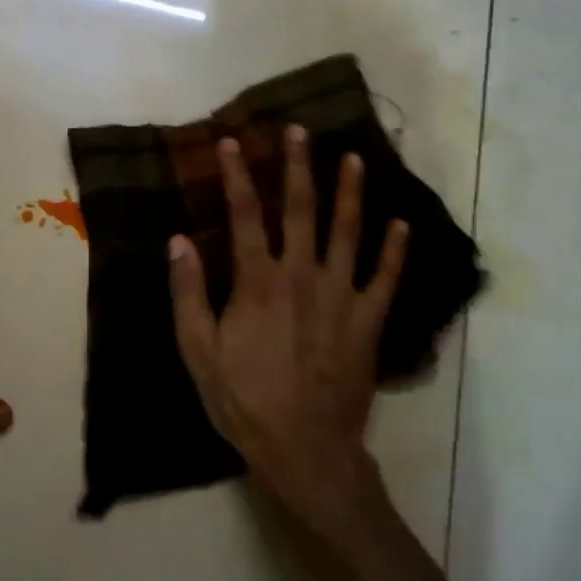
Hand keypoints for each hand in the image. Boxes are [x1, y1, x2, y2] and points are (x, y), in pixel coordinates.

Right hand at [167, 127, 407, 508]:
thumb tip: (178, 240)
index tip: (231, 142)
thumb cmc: (244, 400)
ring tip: (354, 158)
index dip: (236, 175)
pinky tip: (402, 225)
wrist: (305, 449)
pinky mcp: (369, 320)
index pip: (244, 214)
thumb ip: (188, 293)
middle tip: (299, 131)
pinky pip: (386, 278)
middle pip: (301, 209)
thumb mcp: (198, 351)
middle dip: (298, 166)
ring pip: (348, 232)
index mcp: (258, 281)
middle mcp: (302, 275)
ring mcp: (341, 296)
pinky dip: (396, 251)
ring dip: (350, 192)